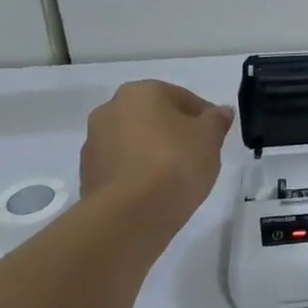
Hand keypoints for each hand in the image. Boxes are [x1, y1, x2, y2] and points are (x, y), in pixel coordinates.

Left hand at [80, 80, 233, 214]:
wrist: (128, 215)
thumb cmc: (175, 163)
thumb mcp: (210, 138)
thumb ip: (217, 120)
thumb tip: (220, 112)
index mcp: (141, 92)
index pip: (182, 98)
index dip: (204, 117)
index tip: (216, 137)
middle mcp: (110, 109)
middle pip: (154, 118)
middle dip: (175, 133)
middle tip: (198, 155)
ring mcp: (94, 143)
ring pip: (135, 142)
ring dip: (154, 152)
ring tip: (176, 177)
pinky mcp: (87, 175)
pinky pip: (122, 167)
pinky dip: (138, 173)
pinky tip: (155, 191)